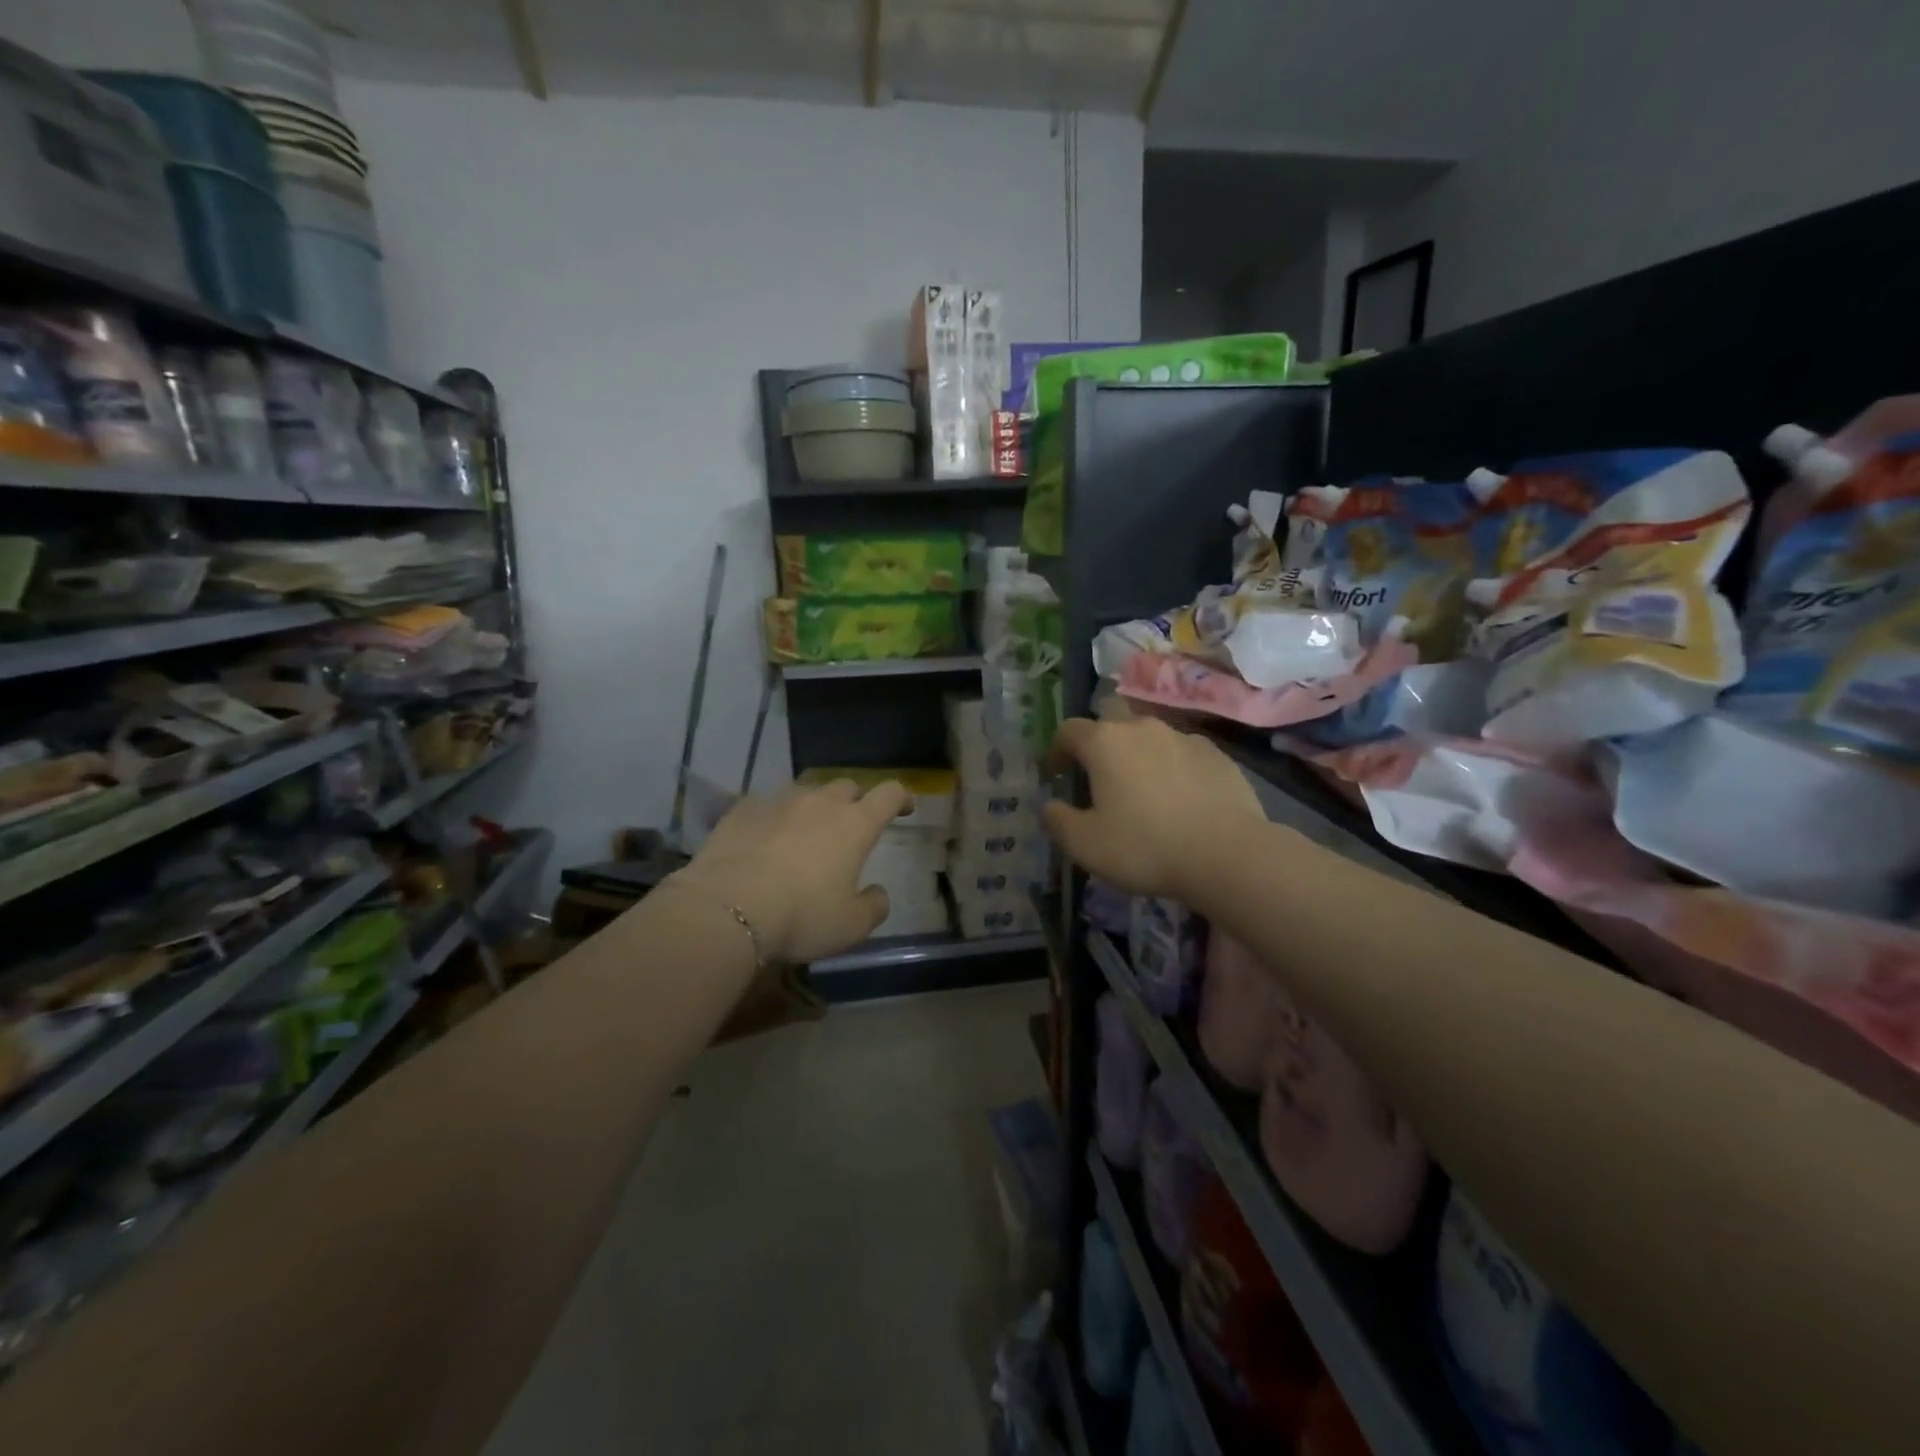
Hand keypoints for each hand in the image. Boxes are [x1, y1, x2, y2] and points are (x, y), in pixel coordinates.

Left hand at [674, 778, 908, 963]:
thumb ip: (873, 906)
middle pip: (847, 786)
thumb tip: (876, 893)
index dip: (901, 797)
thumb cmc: (800, 917)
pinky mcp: (742, 809)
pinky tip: (765, 838)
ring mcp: (778, 801)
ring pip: (805, 792)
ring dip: (813, 807)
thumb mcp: (851, 926)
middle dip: (855, 801)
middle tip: (851, 825)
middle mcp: (820, 803)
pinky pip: (767, 804)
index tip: (904, 808)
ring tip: (805, 832)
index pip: (889, 794)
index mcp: (855, 825)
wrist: (726, 908)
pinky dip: (775, 817)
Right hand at [1041, 716, 1264, 899]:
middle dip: (1101, 740)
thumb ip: (1057, 820)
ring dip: (1139, 754)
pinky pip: (1183, 753)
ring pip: (1150, 735)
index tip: (1057, 774)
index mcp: (1105, 742)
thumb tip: (1048, 806)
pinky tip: (1180, 799)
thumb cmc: (1144, 847)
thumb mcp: (1085, 844)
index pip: (1068, 730)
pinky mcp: (1217, 755)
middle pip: (1112, 719)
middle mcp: (1142, 727)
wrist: (1227, 854)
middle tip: (1100, 774)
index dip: (1057, 750)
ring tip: (1143, 789)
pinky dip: (1173, 767)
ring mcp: (1184, 737)